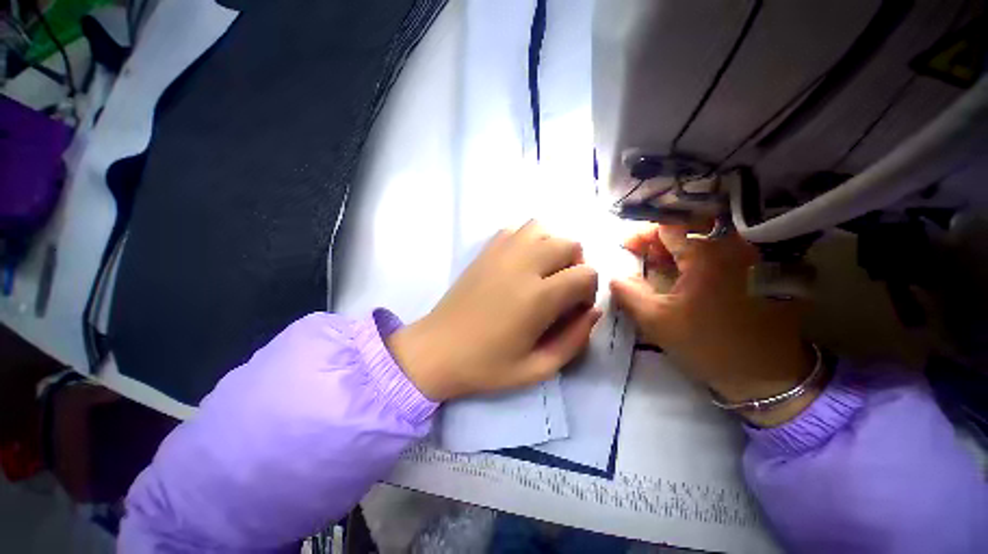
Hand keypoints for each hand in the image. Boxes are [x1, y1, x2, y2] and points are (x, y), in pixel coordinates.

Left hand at [387, 221, 601, 400]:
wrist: (436, 350)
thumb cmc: (486, 365)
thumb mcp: (538, 369)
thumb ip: (574, 341)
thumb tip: (593, 311)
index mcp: (538, 297)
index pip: (586, 273)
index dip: (588, 291)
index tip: (574, 309)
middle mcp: (522, 265)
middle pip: (569, 244)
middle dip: (575, 266)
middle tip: (561, 290)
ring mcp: (500, 253)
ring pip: (542, 229)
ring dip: (552, 247)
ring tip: (542, 272)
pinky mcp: (484, 251)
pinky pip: (515, 230)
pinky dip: (527, 241)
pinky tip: (520, 263)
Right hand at [610, 224, 816, 425]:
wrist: (767, 375)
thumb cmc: (708, 345)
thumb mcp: (656, 321)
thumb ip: (628, 293)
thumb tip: (614, 275)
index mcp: (708, 253)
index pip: (667, 227)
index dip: (642, 235)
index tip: (626, 247)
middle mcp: (734, 245)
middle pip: (688, 228)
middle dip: (658, 239)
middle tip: (640, 254)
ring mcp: (751, 256)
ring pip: (705, 238)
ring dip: (676, 248)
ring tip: (656, 263)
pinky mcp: (760, 269)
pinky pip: (721, 251)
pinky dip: (697, 257)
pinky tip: (682, 272)